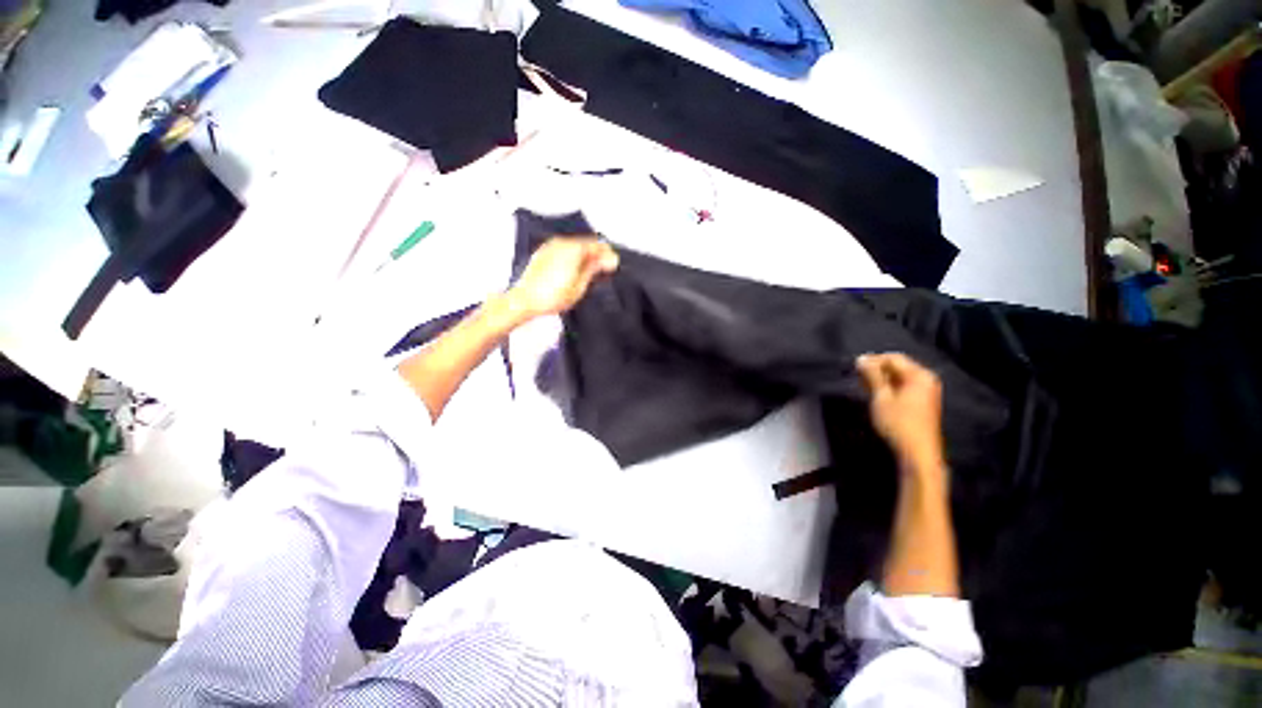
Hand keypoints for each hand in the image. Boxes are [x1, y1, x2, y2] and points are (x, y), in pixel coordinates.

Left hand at [507, 237, 618, 318]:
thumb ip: (595, 268)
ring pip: (574, 246)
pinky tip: (572, 271)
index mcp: (573, 249)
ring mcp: (550, 246)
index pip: (597, 245)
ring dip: (584, 256)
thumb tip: (609, 259)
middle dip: (596, 254)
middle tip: (603, 269)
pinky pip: (563, 250)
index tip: (613, 264)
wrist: (525, 300)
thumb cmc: (551, 296)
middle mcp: (561, 243)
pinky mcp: (542, 253)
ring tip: (588, 273)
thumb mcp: (580, 285)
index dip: (607, 254)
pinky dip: (571, 257)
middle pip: (585, 243)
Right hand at [856, 353, 944, 470]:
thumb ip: (872, 375)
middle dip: (877, 370)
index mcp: (919, 375)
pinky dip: (889, 388)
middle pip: (898, 366)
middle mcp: (926, 380)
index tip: (854, 367)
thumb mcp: (881, 397)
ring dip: (881, 380)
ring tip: (864, 386)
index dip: (872, 360)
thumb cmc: (898, 422)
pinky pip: (904, 387)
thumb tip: (862, 359)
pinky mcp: (922, 402)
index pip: (893, 358)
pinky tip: (876, 395)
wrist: (917, 453)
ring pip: (899, 377)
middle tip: (857, 377)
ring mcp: (926, 391)